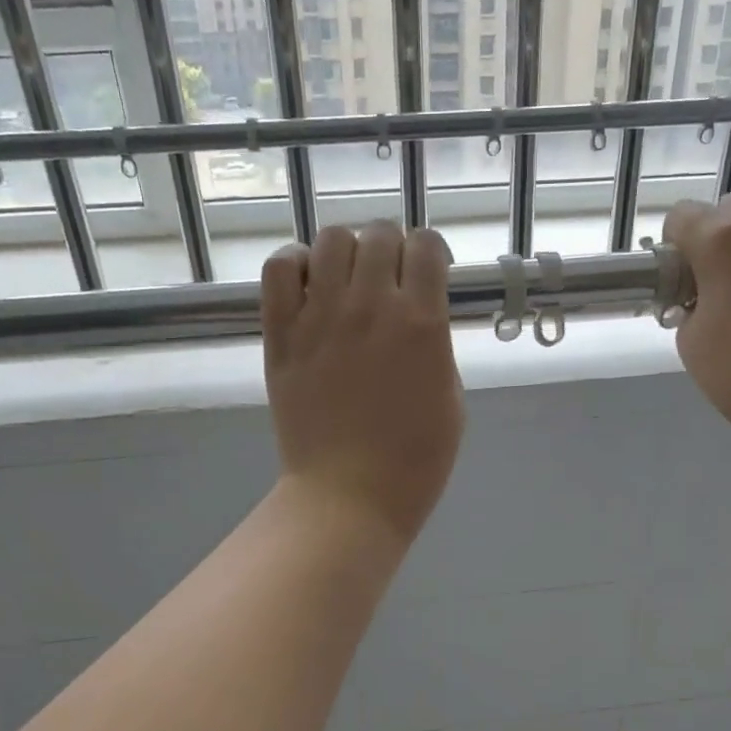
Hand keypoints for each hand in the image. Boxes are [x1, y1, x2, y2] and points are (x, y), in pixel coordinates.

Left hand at [262, 222, 463, 544]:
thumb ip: (436, 345)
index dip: (430, 253)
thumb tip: (419, 315)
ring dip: (346, 251)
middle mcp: (371, 307)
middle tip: (389, 279)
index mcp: (422, 323)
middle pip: (379, 234)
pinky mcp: (282, 335)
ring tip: (347, 280)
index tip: (428, 272)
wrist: (349, 496)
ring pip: (331, 240)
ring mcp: (320, 317)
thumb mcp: (452, 399)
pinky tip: (308, 286)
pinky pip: (279, 268)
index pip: (425, 245)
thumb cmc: (414, 460)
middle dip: (391, 248)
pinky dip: (294, 264)